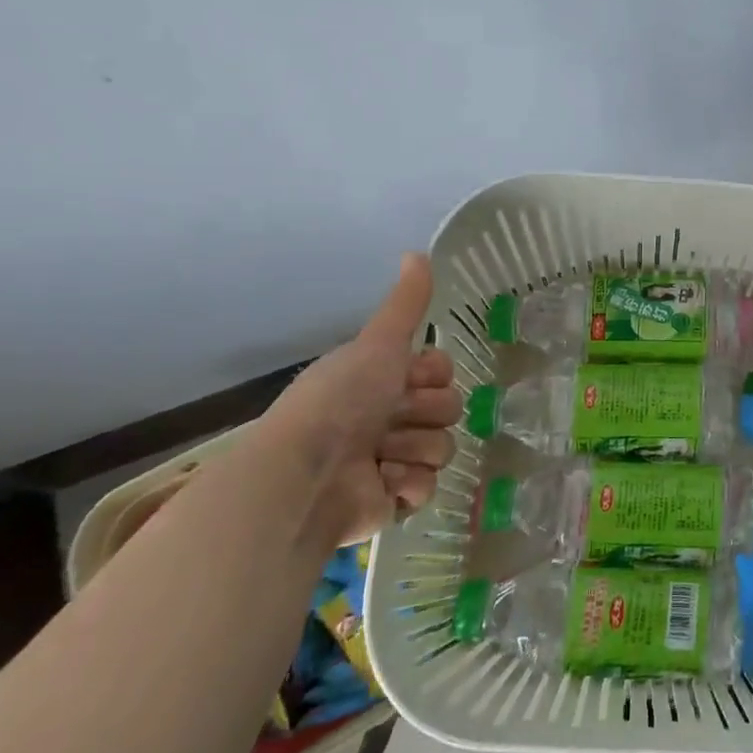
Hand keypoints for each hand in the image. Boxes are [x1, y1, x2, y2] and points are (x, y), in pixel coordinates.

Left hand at [257, 252, 460, 546]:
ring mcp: (391, 461)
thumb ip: (406, 304)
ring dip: (415, 449)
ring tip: (381, 456)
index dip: (432, 375)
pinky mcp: (391, 501)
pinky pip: (429, 488)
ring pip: (443, 448)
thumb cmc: (339, 401)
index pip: (441, 372)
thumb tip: (419, 251)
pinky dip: (408, 485)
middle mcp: (388, 418)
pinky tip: (382, 482)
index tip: (410, 378)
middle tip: (391, 419)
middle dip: (425, 414)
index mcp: (382, 381)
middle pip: (449, 409)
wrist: (304, 474)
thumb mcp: (377, 344)